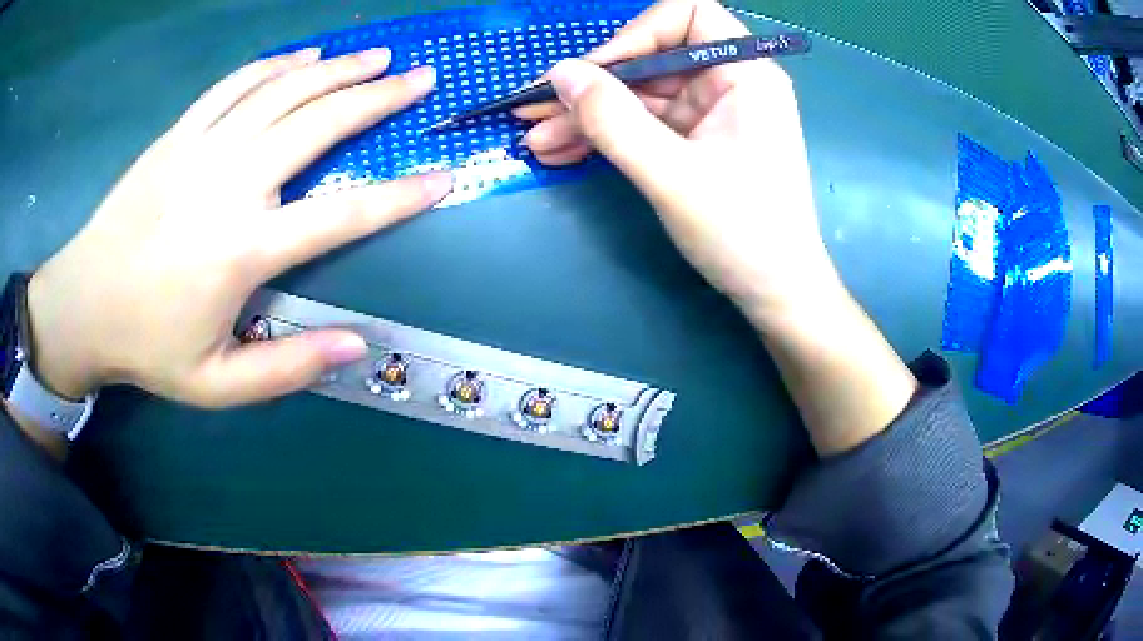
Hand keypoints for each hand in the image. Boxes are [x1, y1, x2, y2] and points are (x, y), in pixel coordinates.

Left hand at [27, 48, 452, 407]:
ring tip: (377, 56)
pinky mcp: (179, 134)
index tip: (443, 179)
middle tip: (421, 79)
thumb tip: (356, 344)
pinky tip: (304, 57)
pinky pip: (236, 84)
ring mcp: (202, 149)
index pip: (341, 215)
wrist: (83, 304)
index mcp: (242, 250)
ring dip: (336, 69)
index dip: (399, 197)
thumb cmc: (148, 347)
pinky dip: (276, 65)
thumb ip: (287, 369)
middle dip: (378, 98)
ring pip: (282, 91)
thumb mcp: (217, 384)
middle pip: (318, 124)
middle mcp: (230, 184)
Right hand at [520, 0, 916, 454]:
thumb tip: (559, 74)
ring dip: (587, 115)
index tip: (596, 72)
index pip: (687, 14)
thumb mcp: (671, 174)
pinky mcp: (696, 141)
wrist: (775, 294)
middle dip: (593, 84)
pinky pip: (643, 124)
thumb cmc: (742, 233)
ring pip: (639, 94)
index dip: (636, 33)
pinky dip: (605, 136)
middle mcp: (729, 83)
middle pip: (650, 57)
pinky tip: (563, 151)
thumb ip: (612, 119)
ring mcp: (711, 113)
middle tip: (535, 111)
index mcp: (744, 73)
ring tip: (537, 141)